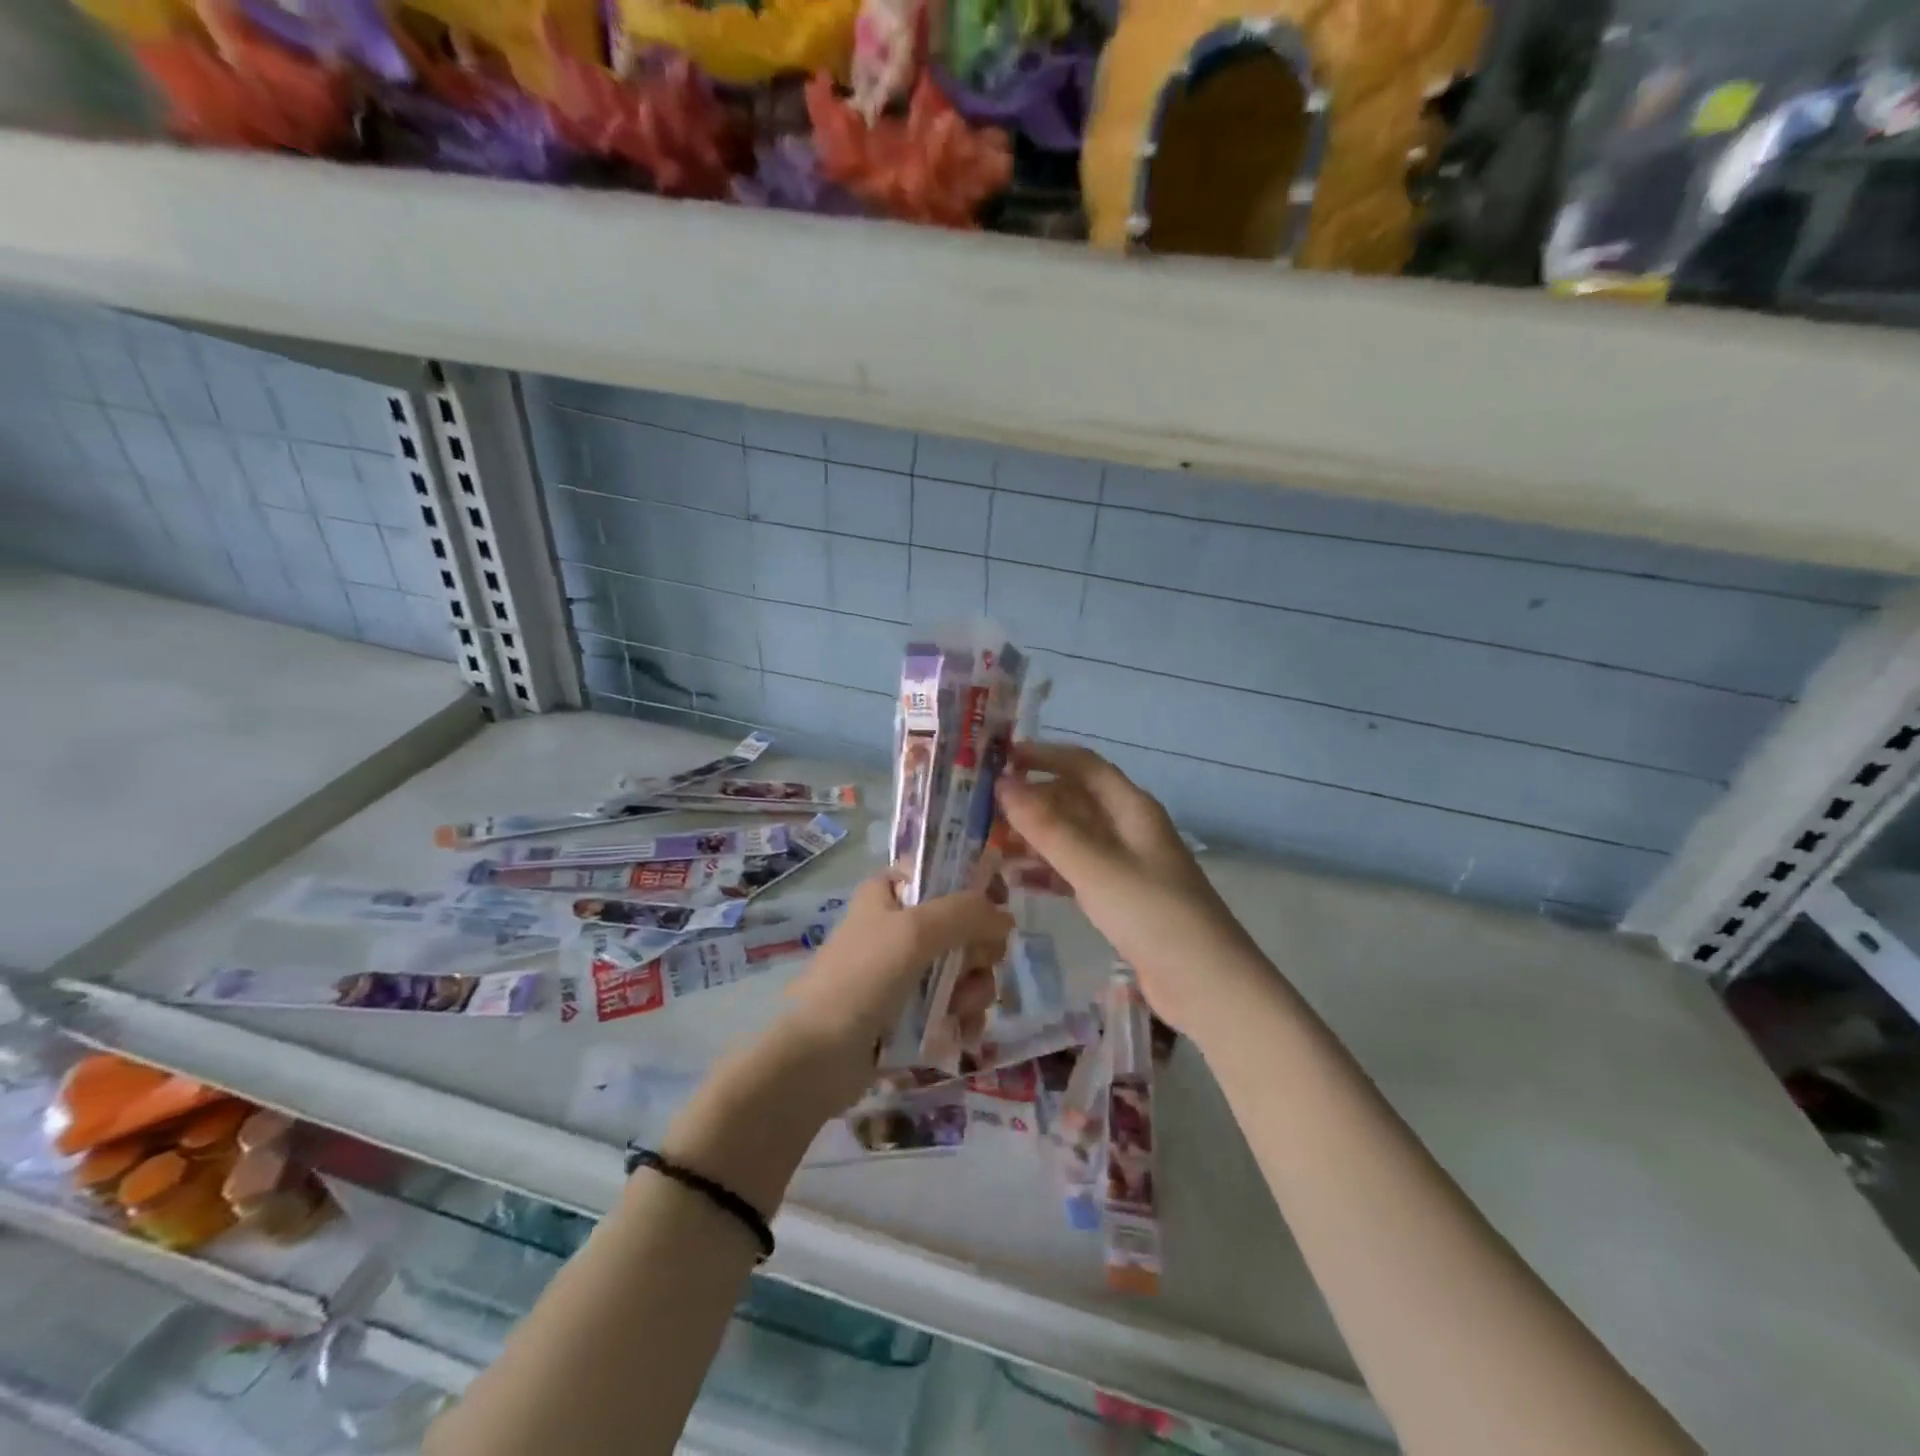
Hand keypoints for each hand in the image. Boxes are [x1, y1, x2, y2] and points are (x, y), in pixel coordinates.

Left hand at [777, 873, 1011, 1107]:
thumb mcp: (914, 931)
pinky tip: (962, 1032)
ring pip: (965, 968)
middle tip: (975, 965)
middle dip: (977, 950)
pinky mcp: (912, 1012)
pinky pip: (955, 1004)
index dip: (974, 887)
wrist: (818, 1058)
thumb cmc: (862, 979)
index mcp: (890, 893)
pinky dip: (964, 1016)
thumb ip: (966, 913)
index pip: (942, 872)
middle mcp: (899, 926)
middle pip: (963, 924)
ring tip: (960, 1010)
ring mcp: (906, 971)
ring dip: (973, 989)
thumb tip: (1005, 918)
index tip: (997, 909)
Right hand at [995, 743, 1263, 1035]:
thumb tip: (1003, 784)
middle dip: (1032, 799)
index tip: (999, 758)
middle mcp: (1128, 829)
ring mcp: (1125, 865)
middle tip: (984, 809)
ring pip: (1072, 837)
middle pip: (1075, 800)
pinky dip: (1047, 870)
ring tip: (990, 843)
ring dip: (1035, 836)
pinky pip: (1075, 871)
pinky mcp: (1120, 899)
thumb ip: (1048, 827)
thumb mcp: (1096, 867)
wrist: (1207, 986)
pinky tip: (1016, 879)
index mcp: (1132, 809)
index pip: (1083, 765)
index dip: (1043, 756)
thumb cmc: (1154, 915)